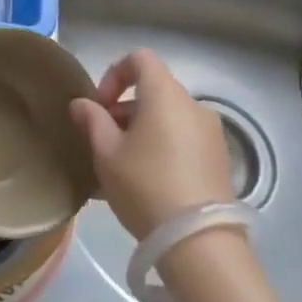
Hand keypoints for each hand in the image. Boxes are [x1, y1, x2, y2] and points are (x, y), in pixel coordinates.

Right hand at [69, 49, 235, 239]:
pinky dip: (163, 145)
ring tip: (123, 165)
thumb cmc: (145, 186)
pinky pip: (184, 138)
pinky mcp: (220, 159)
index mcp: (165, 95)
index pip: (140, 58)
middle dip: (124, 108)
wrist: (199, 242)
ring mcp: (211, 133)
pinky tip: (147, 180)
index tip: (100, 106)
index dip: (114, 74)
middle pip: (153, 90)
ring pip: (168, 116)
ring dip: (142, 129)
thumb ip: (92, 120)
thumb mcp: (106, 153)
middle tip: (105, 141)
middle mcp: (193, 105)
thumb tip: (82, 103)